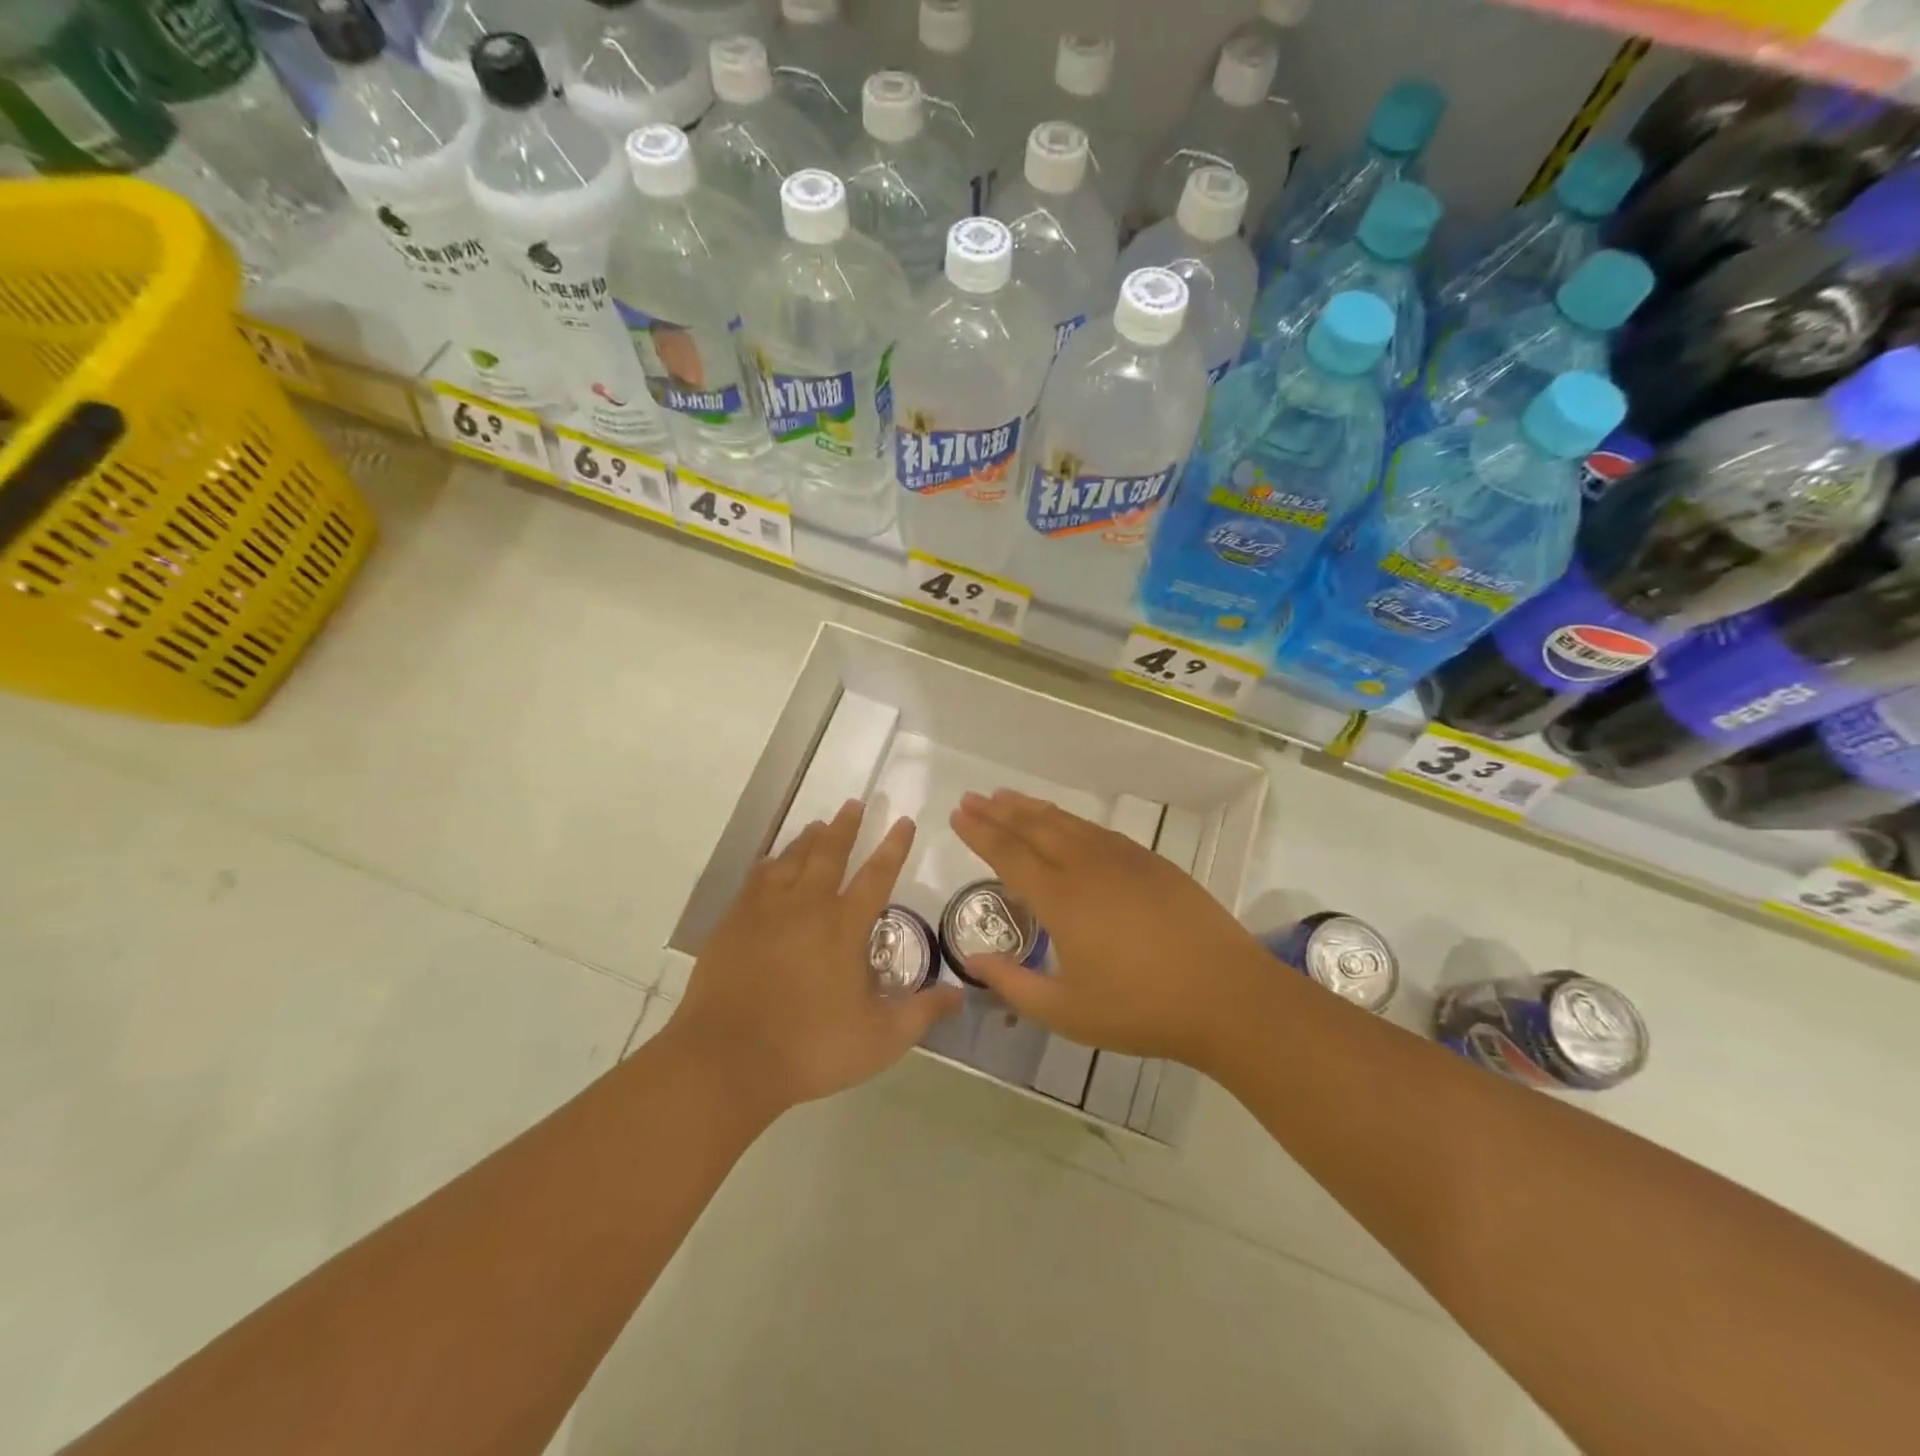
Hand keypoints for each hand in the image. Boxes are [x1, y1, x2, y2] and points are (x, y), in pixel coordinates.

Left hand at [674, 799, 962, 1114]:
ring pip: (791, 860)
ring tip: (818, 824)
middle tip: (855, 803)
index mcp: (844, 927)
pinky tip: (771, 863)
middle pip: (829, 854)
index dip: (894, 847)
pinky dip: (770, 865)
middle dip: (846, 827)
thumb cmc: (810, 1048)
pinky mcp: (734, 924)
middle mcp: (807, 906)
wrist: (727, 1059)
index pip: (877, 876)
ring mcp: (766, 911)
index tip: (903, 821)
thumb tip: (959, 994)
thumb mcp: (880, 1040)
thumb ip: (921, 1014)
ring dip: (808, 840)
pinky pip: (756, 880)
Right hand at [949, 789, 1266, 1068]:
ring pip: (1067, 822)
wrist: (1226, 995)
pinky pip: (1098, 830)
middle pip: (1035, 828)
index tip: (958, 813)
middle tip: (973, 797)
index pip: (1009, 854)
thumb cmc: (1141, 1009)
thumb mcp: (1067, 1012)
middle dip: (999, 810)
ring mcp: (1124, 859)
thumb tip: (975, 961)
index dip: (980, 833)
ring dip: (1033, 808)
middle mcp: (1088, 867)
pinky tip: (1065, 822)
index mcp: (1063, 899)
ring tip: (1008, 797)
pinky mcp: (1152, 862)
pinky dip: (1070, 820)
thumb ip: (1014, 985)